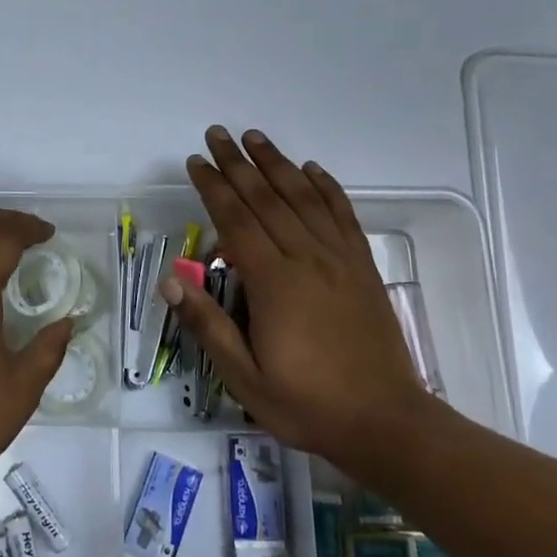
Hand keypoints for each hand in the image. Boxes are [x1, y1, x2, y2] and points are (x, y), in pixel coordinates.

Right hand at [162, 127, 432, 466]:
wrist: (387, 422)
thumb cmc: (307, 404)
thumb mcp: (245, 378)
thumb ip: (208, 326)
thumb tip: (169, 283)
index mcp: (274, 284)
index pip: (236, 221)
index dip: (213, 188)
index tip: (196, 162)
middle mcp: (307, 259)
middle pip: (267, 198)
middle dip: (238, 163)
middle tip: (217, 134)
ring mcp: (340, 260)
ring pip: (304, 198)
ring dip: (277, 164)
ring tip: (256, 137)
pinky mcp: (363, 267)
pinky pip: (343, 215)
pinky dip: (327, 187)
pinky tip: (312, 169)